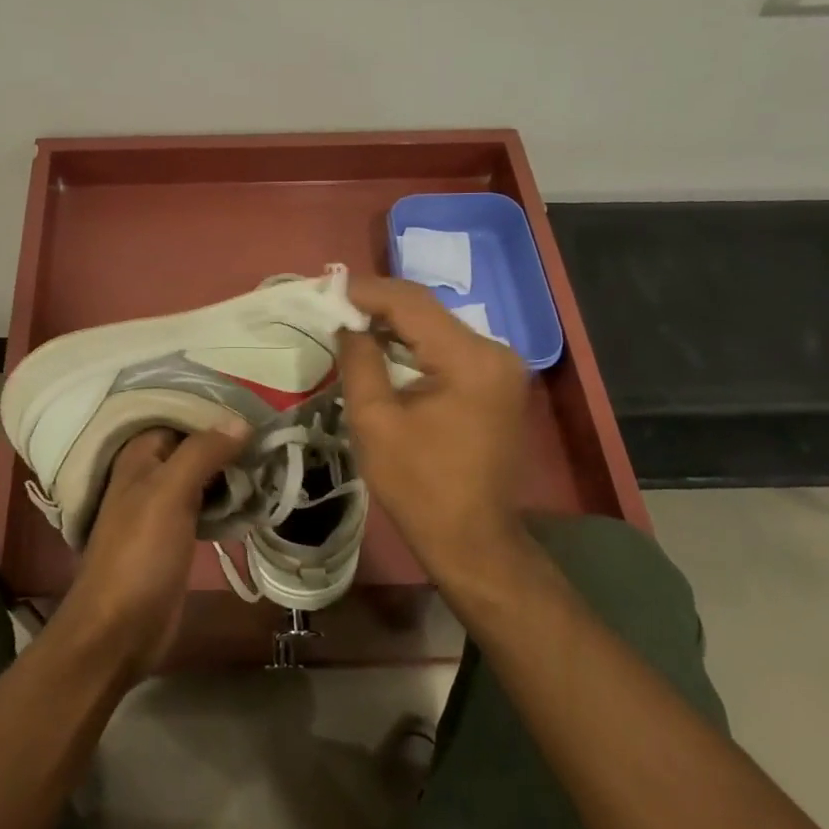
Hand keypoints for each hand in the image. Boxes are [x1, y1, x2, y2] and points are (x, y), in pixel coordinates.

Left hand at [58, 423, 248, 679]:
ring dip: (233, 472)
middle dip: (229, 442)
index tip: (258, 408)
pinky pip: (207, 506)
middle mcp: (149, 475)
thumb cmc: (140, 553)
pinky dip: (229, 501)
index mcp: (139, 456)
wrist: (119, 628)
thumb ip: (202, 452)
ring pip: (203, 477)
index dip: (215, 412)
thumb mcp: (170, 493)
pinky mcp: (177, 537)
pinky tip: (257, 499)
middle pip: (194, 447)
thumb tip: (241, 420)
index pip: (180, 416)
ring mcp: (163, 508)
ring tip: (273, 462)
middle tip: (273, 437)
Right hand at [336, 276, 531, 583]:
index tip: (326, 290)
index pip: (411, 303)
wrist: (472, 538)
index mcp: (470, 358)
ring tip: (350, 323)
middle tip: (333, 306)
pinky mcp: (497, 383)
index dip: (366, 291)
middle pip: (428, 311)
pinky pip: (449, 349)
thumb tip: (347, 325)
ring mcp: (502, 367)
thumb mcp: (375, 420)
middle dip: (378, 305)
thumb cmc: (418, 485)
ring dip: (395, 324)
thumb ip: (359, 360)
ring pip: (438, 328)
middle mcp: (495, 352)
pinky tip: (384, 349)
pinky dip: (415, 346)